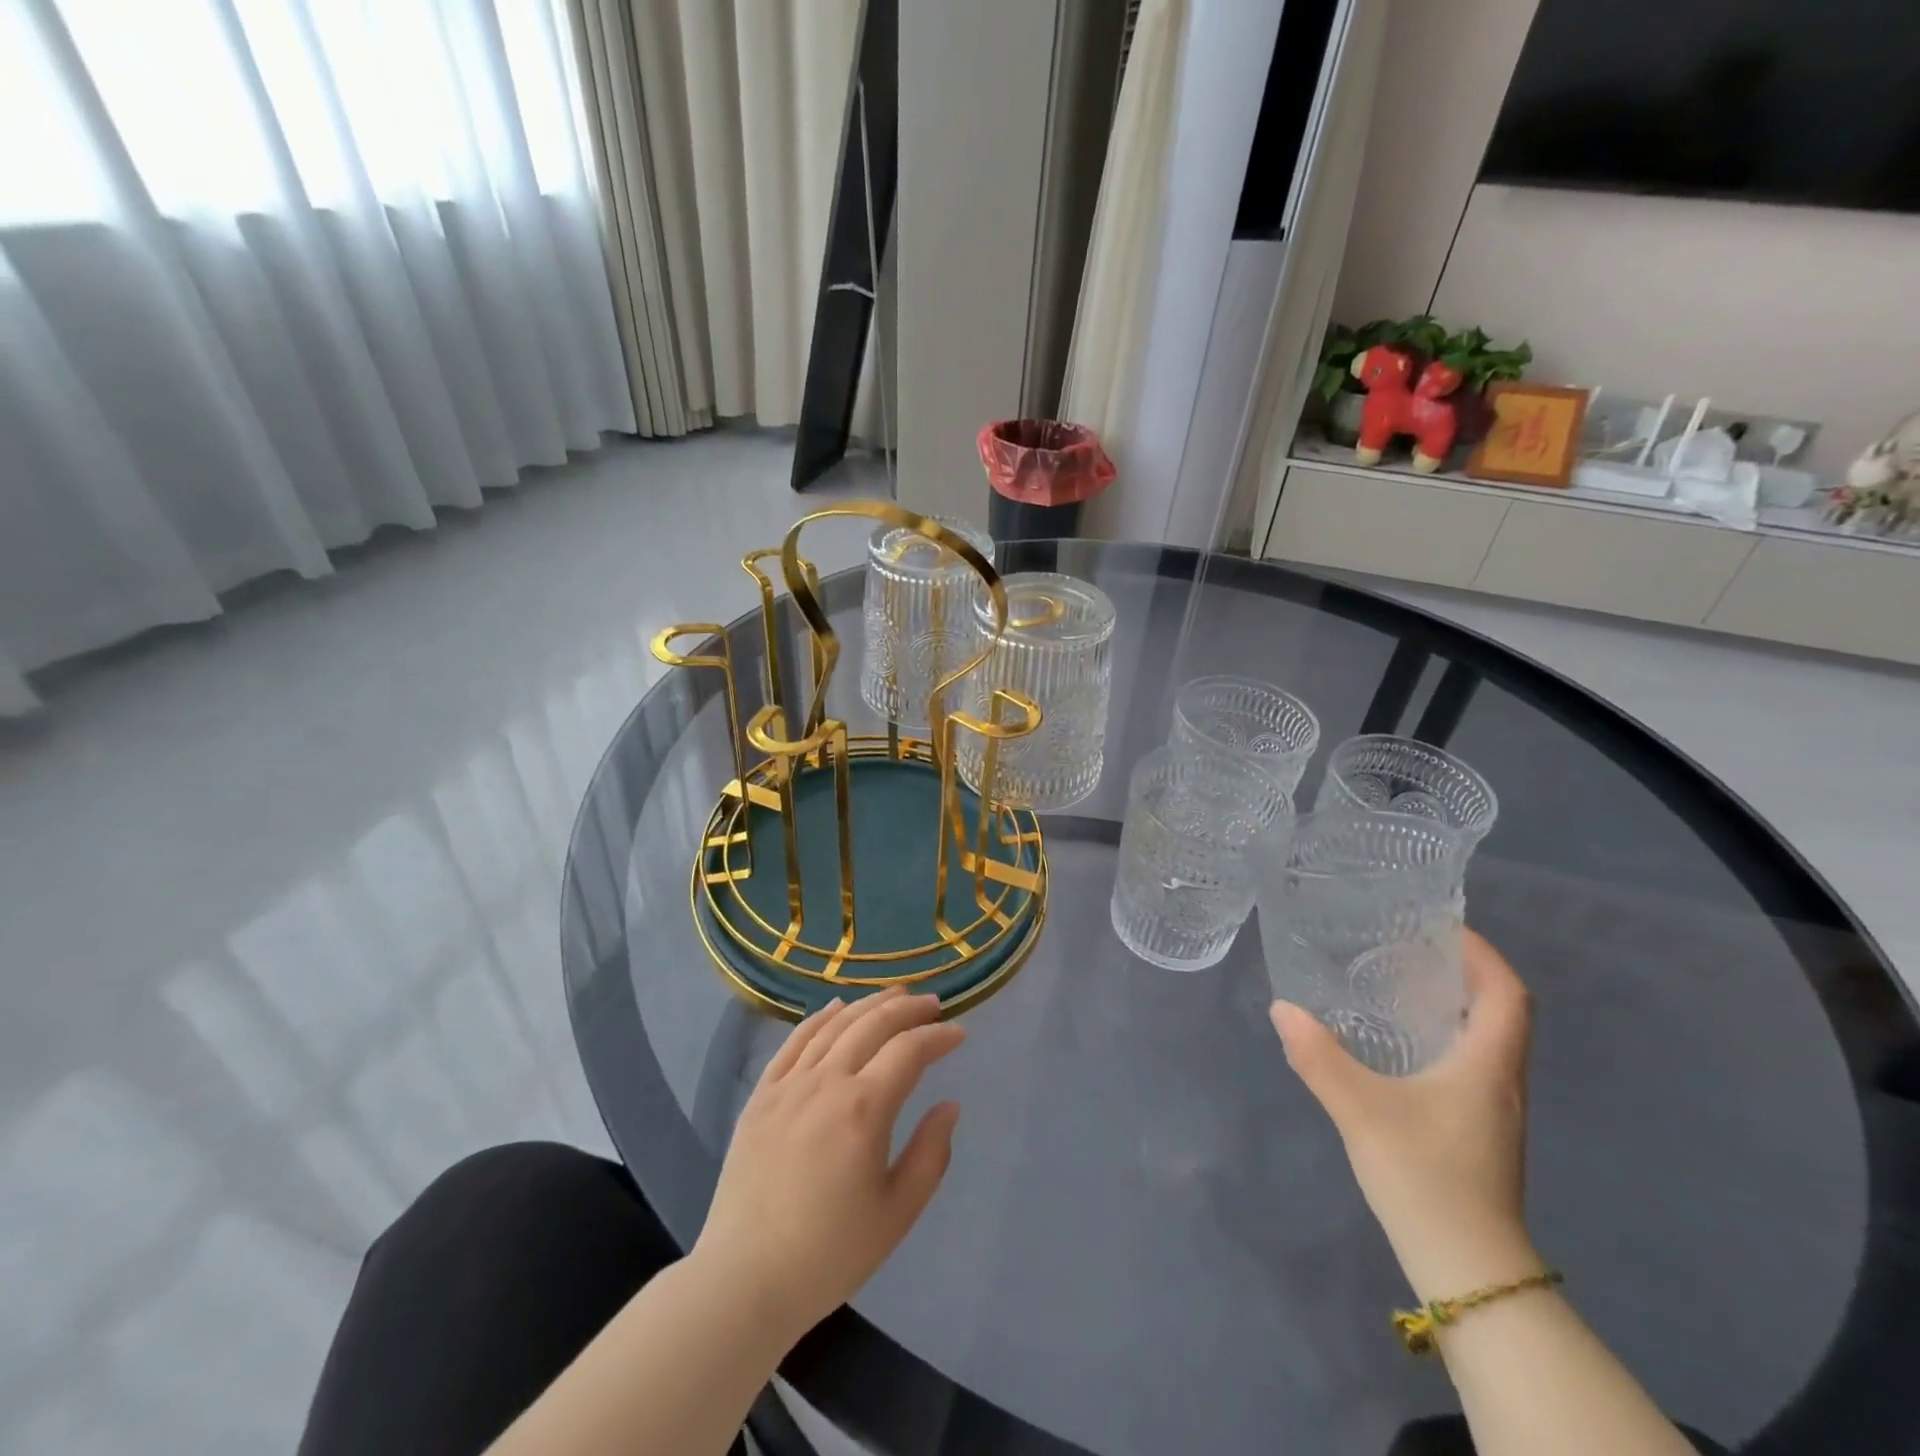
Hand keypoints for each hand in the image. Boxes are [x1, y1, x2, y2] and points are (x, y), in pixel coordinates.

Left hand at [692, 988, 964, 1339]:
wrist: (744, 1280)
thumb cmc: (830, 1253)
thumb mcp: (897, 1213)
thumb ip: (931, 1153)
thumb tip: (949, 1105)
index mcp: (864, 1108)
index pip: (909, 1051)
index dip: (938, 1037)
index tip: (958, 1034)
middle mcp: (826, 1082)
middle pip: (872, 1025)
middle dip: (908, 1009)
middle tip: (932, 1003)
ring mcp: (789, 1085)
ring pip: (834, 1025)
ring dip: (868, 1004)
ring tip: (894, 996)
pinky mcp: (761, 1096)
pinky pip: (794, 1042)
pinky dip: (819, 1018)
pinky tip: (835, 1008)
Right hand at [1270, 929, 1538, 1298]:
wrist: (1467, 1270)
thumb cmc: (1425, 1176)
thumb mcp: (1360, 1109)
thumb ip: (1318, 1056)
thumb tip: (1282, 1008)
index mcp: (1487, 1065)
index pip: (1507, 992)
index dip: (1482, 953)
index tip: (1440, 926)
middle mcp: (1501, 1081)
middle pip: (1499, 1011)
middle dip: (1461, 972)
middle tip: (1407, 947)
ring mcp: (1493, 1110)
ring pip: (1485, 1039)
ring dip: (1453, 1005)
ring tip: (1397, 984)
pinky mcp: (1478, 1131)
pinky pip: (1469, 1064)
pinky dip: (1443, 1037)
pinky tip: (1398, 1045)